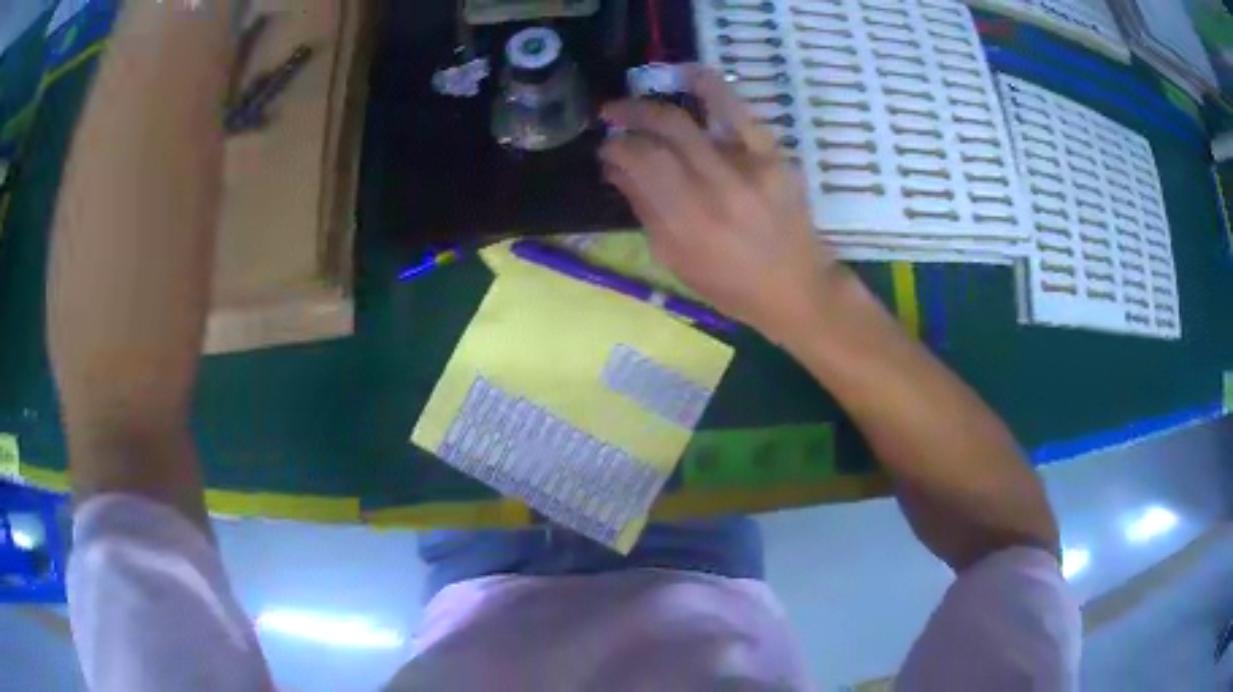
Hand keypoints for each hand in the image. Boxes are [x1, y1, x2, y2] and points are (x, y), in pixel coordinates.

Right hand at [599, 67, 841, 340]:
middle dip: (628, 115)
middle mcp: (712, 191)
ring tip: (637, 96)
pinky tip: (687, 75)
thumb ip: (645, 210)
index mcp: (684, 224)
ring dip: (655, 103)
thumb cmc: (732, 286)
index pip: (639, 165)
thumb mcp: (677, 260)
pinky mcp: (772, 157)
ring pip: (689, 121)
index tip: (606, 146)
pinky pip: (737, 112)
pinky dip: (710, 87)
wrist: (797, 289)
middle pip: (660, 135)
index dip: (615, 148)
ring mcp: (746, 170)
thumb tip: (617, 167)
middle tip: (611, 114)